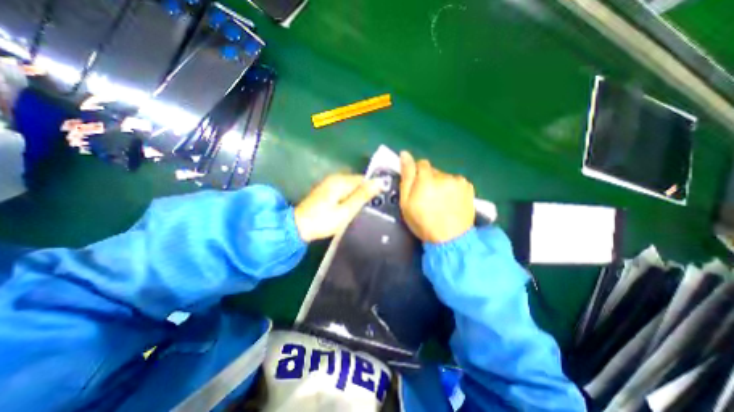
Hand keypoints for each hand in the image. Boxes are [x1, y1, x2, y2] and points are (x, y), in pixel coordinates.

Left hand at [295, 172, 381, 241]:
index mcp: (341, 181)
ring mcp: (329, 184)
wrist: (298, 228)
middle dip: (365, 193)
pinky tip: (349, 208)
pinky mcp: (326, 191)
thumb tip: (379, 182)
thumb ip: (363, 196)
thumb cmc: (323, 221)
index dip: (373, 188)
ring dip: (357, 196)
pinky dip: (349, 198)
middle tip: (369, 209)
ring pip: (350, 187)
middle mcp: (335, 178)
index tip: (378, 201)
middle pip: (357, 182)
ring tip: (360, 210)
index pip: (364, 179)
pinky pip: (343, 191)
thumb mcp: (346, 210)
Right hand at [401, 151, 475, 243]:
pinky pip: (455, 182)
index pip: (420, 164)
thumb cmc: (423, 222)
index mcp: (426, 179)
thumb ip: (406, 176)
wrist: (451, 239)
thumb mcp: (406, 202)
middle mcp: (444, 176)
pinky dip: (452, 188)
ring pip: (444, 176)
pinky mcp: (468, 186)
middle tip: (428, 198)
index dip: (417, 175)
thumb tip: (404, 154)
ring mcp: (458, 181)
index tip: (417, 188)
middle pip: (433, 170)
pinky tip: (451, 201)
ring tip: (441, 202)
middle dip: (428, 180)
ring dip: (441, 184)